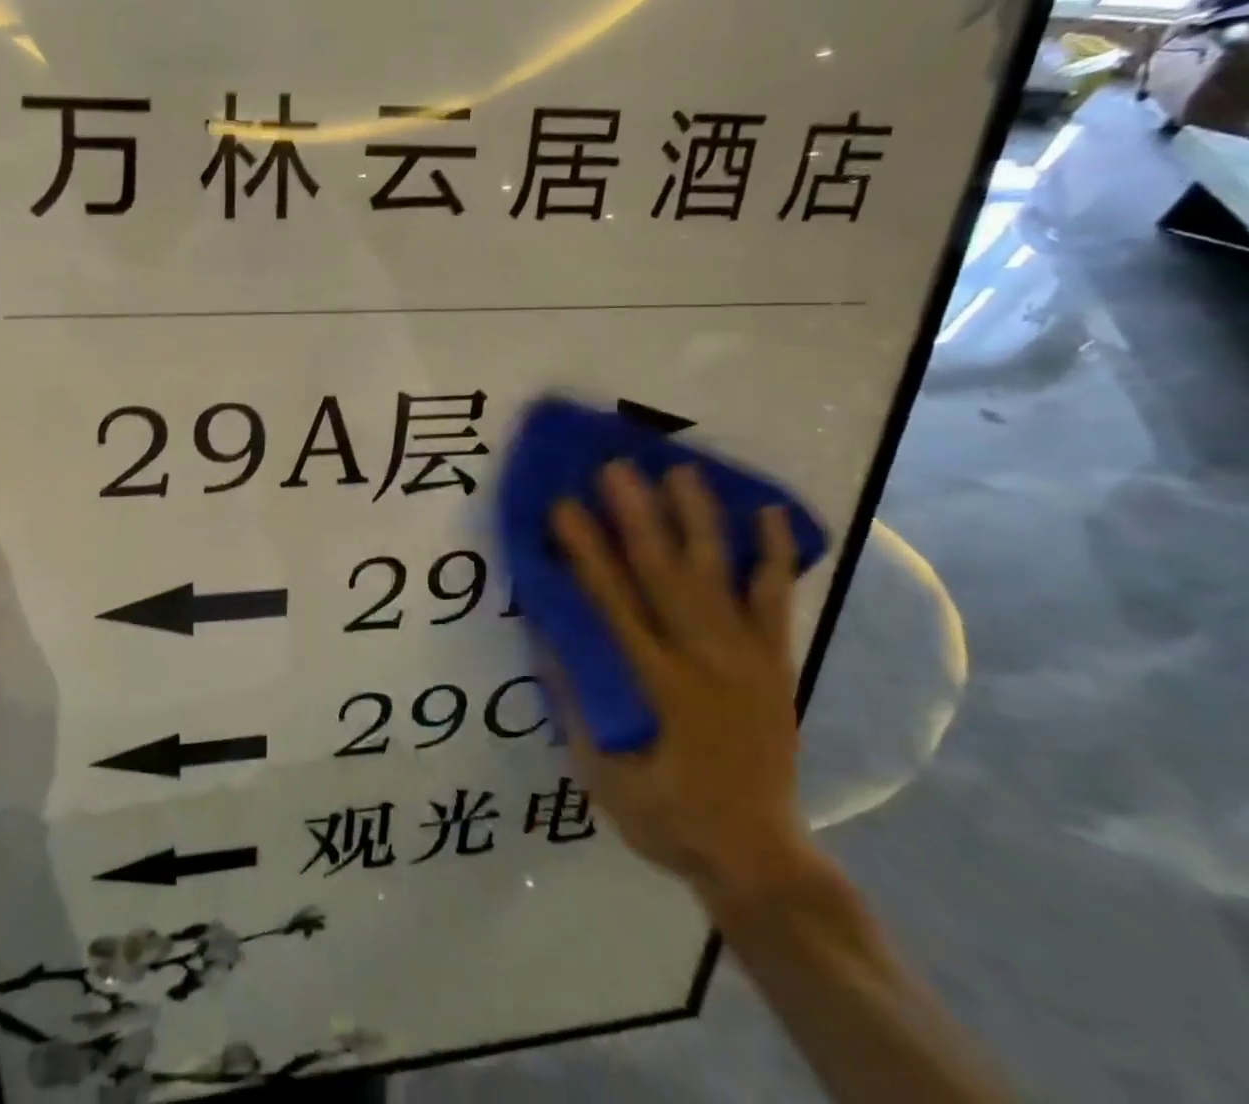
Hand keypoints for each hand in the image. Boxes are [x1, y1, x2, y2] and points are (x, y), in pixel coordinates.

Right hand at [549, 461, 813, 914]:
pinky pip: (777, 603)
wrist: (760, 860)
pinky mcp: (776, 666)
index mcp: (657, 686)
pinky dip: (774, 558)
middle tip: (617, 467)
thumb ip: (578, 701)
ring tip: (681, 470)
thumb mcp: (602, 772)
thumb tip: (549, 633)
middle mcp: (705, 661)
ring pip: (720, 576)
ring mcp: (748, 660)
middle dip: (639, 516)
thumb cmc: (666, 816)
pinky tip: (770, 515)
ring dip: (698, 520)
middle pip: (666, 576)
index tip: (563, 507)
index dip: (586, 552)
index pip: (612, 603)